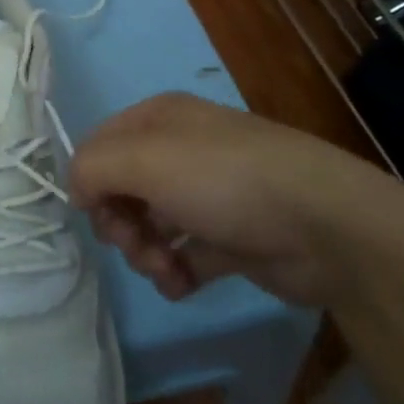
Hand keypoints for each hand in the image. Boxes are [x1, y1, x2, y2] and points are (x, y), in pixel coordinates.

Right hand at [69, 92, 403, 305]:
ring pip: (151, 225)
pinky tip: (182, 283)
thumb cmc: (223, 179)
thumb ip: (92, 169)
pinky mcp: (232, 237)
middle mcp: (181, 150)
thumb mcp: (143, 160)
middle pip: (123, 188)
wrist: (324, 225)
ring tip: (165, 269)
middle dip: (119, 223)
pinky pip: (185, 254)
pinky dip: (176, 271)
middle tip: (135, 244)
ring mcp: (209, 194)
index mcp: (159, 119)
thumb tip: (78, 193)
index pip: (99, 145)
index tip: (95, 215)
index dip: (89, 181)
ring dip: (146, 252)